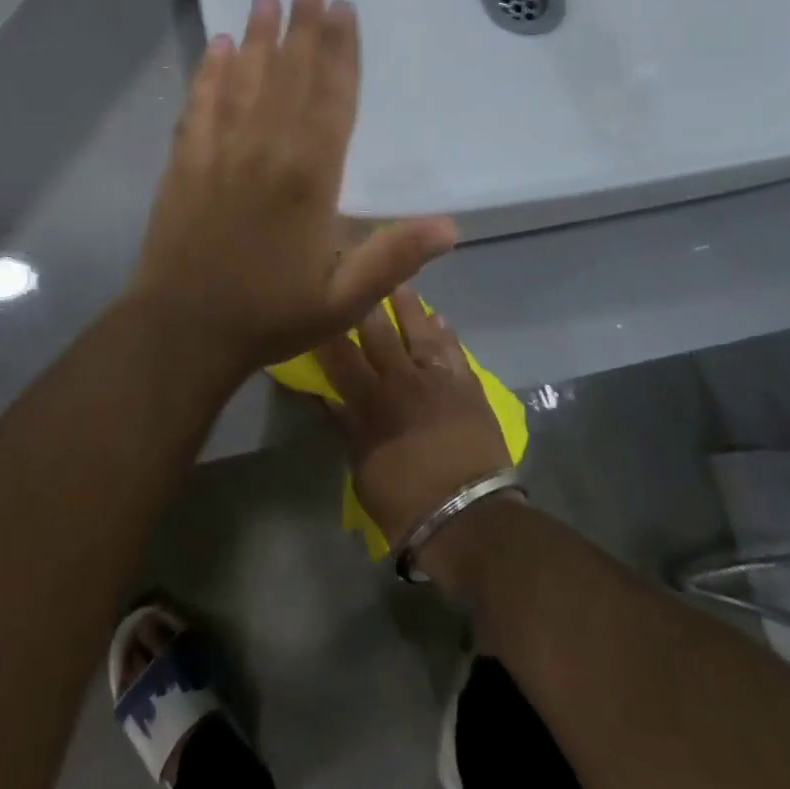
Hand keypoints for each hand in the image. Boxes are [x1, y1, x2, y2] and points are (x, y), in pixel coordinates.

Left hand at [124, 0, 458, 376]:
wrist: (182, 330)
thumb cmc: (268, 314)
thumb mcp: (344, 299)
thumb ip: (395, 257)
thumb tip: (452, 225)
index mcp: (310, 176)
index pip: (332, 98)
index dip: (341, 52)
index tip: (344, 9)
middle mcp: (266, 149)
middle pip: (289, 74)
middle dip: (302, 25)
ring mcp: (219, 150)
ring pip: (245, 79)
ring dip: (258, 36)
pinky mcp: (184, 161)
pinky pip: (200, 103)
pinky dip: (209, 71)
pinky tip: (217, 45)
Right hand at [317, 291, 511, 552]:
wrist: (471, 518)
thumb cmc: (406, 504)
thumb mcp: (363, 470)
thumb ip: (347, 426)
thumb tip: (332, 396)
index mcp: (371, 402)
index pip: (340, 355)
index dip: (327, 327)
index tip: (319, 300)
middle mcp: (403, 381)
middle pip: (380, 332)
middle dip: (366, 302)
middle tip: (357, 269)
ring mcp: (439, 380)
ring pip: (420, 331)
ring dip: (408, 306)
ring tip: (398, 282)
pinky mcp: (469, 387)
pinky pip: (454, 350)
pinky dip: (445, 333)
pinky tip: (439, 318)